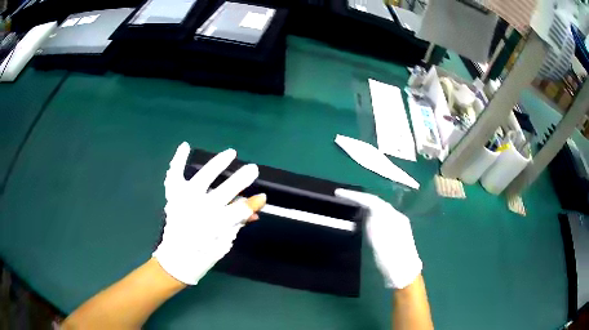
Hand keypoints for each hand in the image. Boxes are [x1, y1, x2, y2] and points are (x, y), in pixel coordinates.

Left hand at [153, 142, 265, 284]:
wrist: (177, 258)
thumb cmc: (204, 253)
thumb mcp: (225, 242)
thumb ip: (238, 222)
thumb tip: (256, 207)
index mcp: (214, 227)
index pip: (238, 211)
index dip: (251, 204)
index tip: (262, 197)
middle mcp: (199, 212)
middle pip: (224, 192)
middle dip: (240, 180)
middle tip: (253, 169)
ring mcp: (184, 201)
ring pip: (202, 179)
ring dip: (217, 165)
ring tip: (231, 153)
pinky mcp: (173, 196)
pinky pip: (175, 175)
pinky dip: (178, 160)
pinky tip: (185, 145)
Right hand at [335, 189, 421, 288]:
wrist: (404, 273)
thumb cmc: (390, 258)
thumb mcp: (378, 240)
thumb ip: (373, 221)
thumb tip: (367, 208)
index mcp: (393, 216)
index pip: (372, 200)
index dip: (355, 196)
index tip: (338, 193)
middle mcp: (397, 216)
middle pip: (377, 202)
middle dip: (360, 199)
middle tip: (343, 197)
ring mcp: (399, 224)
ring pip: (380, 209)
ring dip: (365, 206)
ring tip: (351, 205)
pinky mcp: (397, 232)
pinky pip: (382, 217)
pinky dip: (371, 214)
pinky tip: (365, 219)